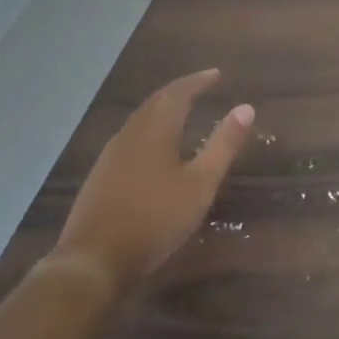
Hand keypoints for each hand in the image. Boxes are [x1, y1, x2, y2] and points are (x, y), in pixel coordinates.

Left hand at [48, 69, 254, 296]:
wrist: (92, 263)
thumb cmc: (154, 220)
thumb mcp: (200, 185)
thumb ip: (223, 145)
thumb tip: (246, 108)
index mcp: (155, 131)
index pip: (178, 92)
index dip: (198, 81)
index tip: (217, 74)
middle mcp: (130, 134)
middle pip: (155, 102)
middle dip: (180, 90)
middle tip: (201, 87)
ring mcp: (110, 156)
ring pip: (140, 119)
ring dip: (162, 109)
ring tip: (181, 111)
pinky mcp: (100, 176)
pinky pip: (129, 137)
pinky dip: (148, 129)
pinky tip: (153, 147)